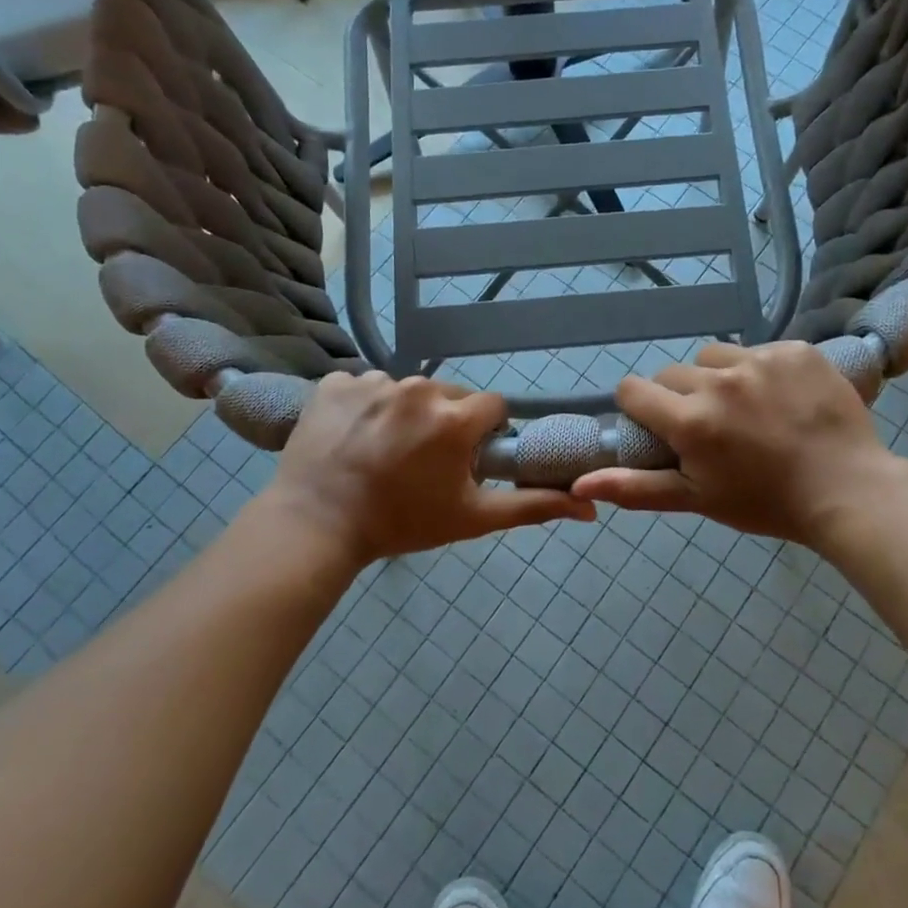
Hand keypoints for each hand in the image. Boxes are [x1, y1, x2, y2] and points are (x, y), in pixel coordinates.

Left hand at [260, 372, 594, 570]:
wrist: (317, 526)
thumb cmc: (402, 522)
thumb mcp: (472, 518)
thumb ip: (532, 506)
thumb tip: (590, 506)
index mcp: (455, 417)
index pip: (491, 407)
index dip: (484, 434)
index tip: (464, 459)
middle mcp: (418, 388)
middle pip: (449, 396)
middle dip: (445, 422)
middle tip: (422, 461)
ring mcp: (372, 381)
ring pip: (406, 391)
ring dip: (403, 414)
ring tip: (382, 452)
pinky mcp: (334, 382)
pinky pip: (363, 386)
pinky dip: (363, 407)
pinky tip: (351, 437)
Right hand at [571, 342, 907, 548]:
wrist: (848, 491)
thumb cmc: (765, 502)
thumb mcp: (696, 498)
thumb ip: (635, 487)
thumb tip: (580, 483)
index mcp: (690, 420)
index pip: (633, 389)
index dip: (639, 406)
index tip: (659, 425)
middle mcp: (719, 381)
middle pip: (674, 373)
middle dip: (681, 397)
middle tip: (712, 428)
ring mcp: (761, 359)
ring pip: (715, 357)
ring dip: (719, 379)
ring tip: (748, 410)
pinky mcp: (796, 349)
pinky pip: (759, 350)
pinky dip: (761, 370)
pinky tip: (783, 398)